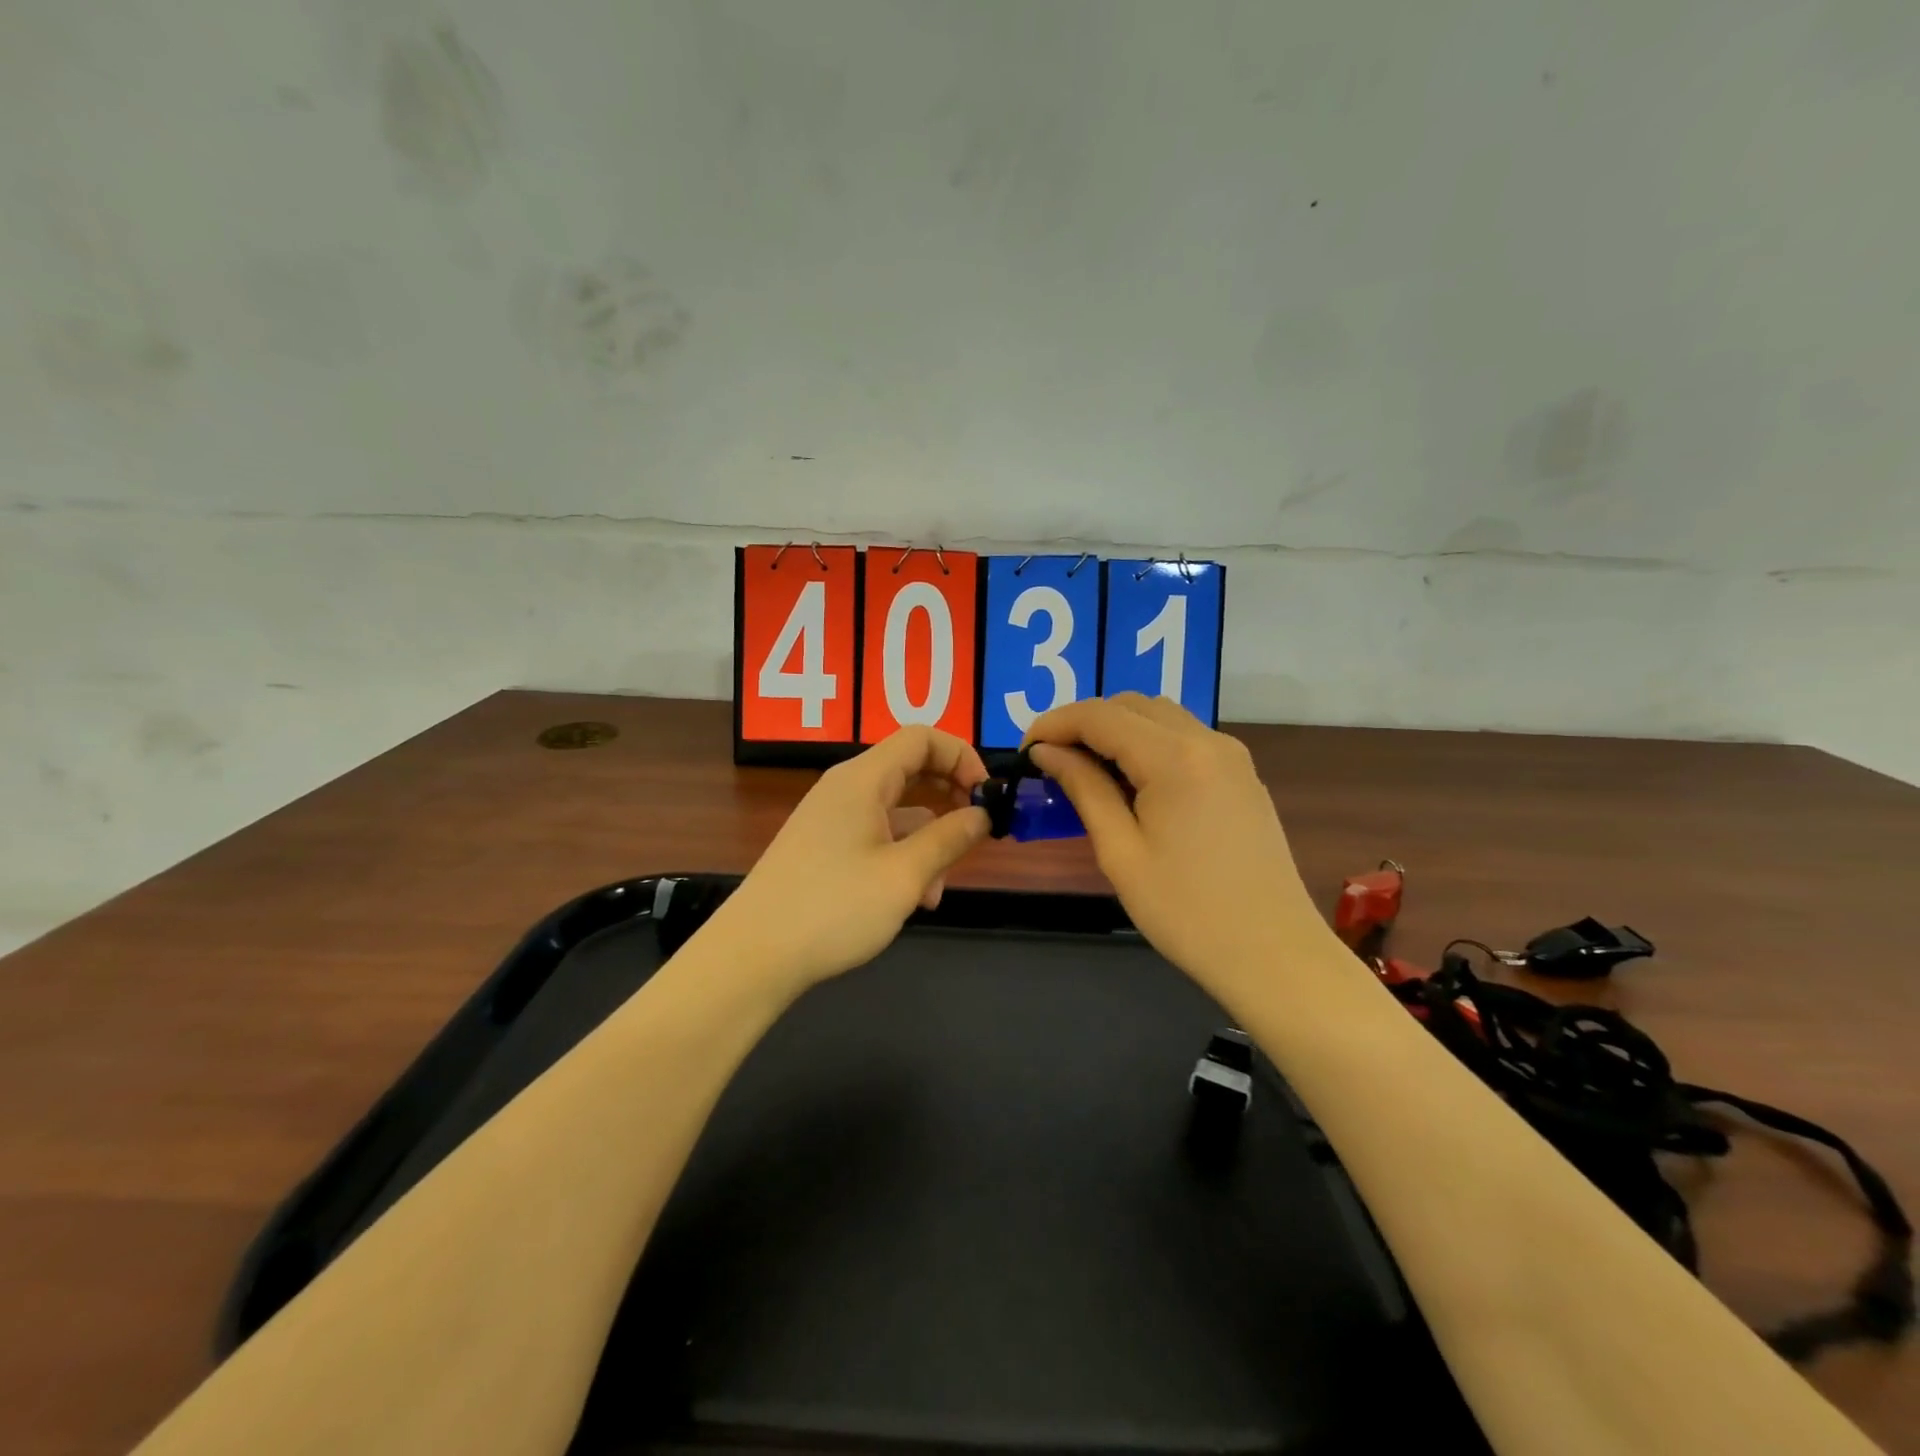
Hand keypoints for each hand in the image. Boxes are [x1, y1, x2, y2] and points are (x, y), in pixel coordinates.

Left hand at [708, 726, 991, 995]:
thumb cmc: (834, 907)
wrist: (753, 957)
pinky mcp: (822, 849)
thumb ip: (950, 838)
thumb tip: (983, 813)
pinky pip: (875, 836)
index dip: (962, 757)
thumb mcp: (905, 875)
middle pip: (910, 770)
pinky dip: (900, 857)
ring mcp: (831, 819)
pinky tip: (910, 900)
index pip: (922, 738)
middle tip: (975, 834)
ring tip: (937, 891)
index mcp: (862, 779)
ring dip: (927, 840)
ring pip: (896, 811)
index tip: (987, 796)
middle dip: (949, 799)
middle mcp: (845, 789)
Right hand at [1024, 694, 1318, 990]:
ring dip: (1118, 729)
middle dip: (1084, 723)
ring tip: (1087, 770)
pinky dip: (1149, 743)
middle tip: (1051, 761)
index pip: (1100, 715)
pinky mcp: (1242, 775)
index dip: (1054, 724)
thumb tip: (1046, 752)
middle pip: (1132, 705)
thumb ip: (1083, 789)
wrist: (1274, 955)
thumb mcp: (1120, 852)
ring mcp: (1232, 756)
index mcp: (1175, 758)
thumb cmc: (1187, 912)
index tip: (1024, 751)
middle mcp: (1208, 741)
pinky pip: (1186, 738)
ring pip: (1161, 716)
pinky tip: (1132, 782)